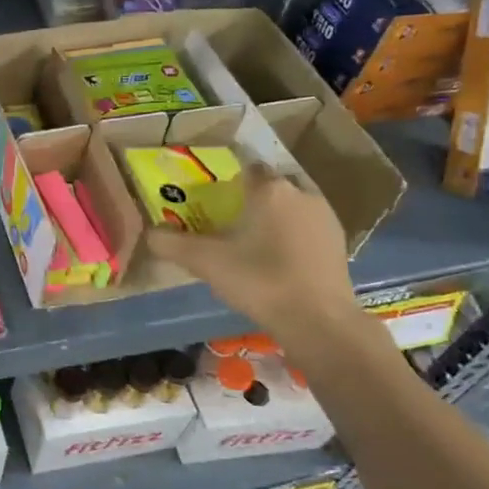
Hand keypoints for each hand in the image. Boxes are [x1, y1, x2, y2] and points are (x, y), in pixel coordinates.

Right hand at [145, 164, 358, 342]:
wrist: (318, 320)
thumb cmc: (259, 280)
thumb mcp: (205, 262)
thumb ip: (171, 244)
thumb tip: (149, 233)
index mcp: (269, 189)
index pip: (246, 167)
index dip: (229, 180)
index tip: (215, 198)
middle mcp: (300, 192)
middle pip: (270, 186)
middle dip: (252, 199)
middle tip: (230, 222)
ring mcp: (325, 216)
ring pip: (291, 205)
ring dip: (274, 216)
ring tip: (253, 242)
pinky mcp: (339, 241)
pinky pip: (307, 226)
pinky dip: (292, 235)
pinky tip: (279, 259)